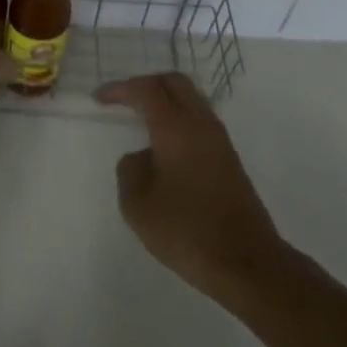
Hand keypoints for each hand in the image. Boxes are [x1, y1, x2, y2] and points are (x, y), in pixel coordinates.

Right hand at [97, 73, 286, 301]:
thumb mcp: (138, 205)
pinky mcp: (230, 161)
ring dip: (166, 101)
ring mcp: (220, 142)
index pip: (146, 90)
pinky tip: (164, 146)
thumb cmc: (186, 231)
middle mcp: (201, 126)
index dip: (120, 89)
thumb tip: (142, 156)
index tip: (99, 99)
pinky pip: (200, 122)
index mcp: (176, 129)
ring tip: (141, 120)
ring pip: (192, 101)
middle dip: (146, 84)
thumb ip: (130, 170)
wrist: (246, 263)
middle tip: (123, 99)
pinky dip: (178, 120)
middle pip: (175, 83)